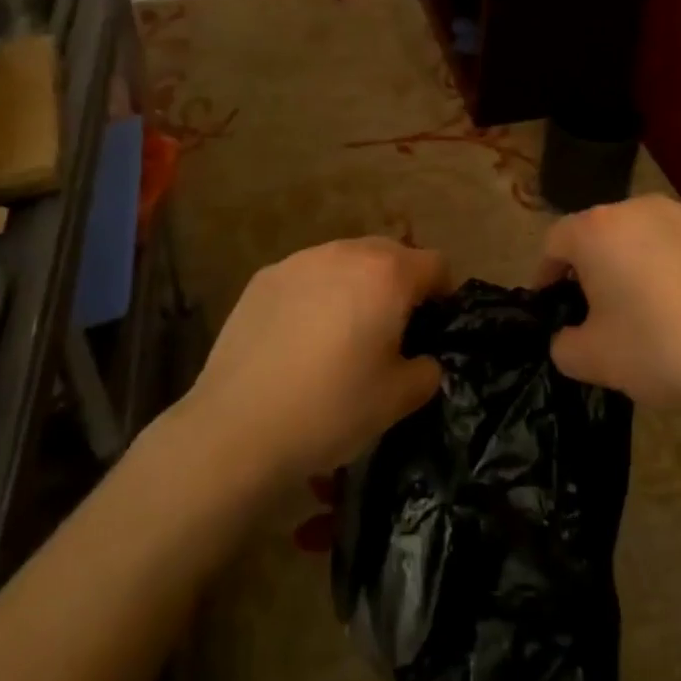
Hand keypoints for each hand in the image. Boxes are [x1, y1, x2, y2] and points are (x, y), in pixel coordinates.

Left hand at [183, 237, 452, 482]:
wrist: (237, 428)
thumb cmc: (331, 409)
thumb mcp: (398, 400)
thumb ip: (427, 370)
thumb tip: (423, 358)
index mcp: (387, 274)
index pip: (435, 264)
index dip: (443, 294)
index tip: (433, 328)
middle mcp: (346, 252)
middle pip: (390, 253)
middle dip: (399, 284)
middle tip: (390, 331)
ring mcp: (300, 260)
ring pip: (345, 260)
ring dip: (356, 285)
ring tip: (342, 333)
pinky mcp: (264, 277)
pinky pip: (307, 276)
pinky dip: (316, 294)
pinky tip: (300, 338)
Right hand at [541, 196, 680, 424]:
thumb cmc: (661, 352)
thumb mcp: (594, 361)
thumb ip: (563, 344)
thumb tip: (569, 335)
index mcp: (597, 230)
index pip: (554, 242)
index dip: (546, 275)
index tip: (551, 306)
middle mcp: (636, 207)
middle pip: (597, 233)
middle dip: (589, 268)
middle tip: (595, 312)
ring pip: (638, 234)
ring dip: (629, 263)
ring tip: (643, 308)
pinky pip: (675, 241)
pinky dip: (667, 264)